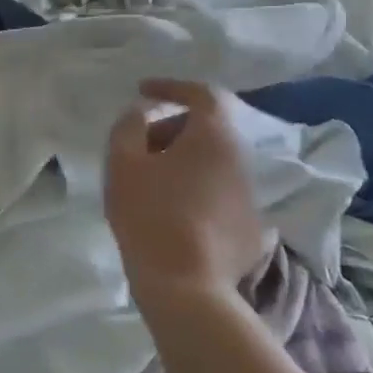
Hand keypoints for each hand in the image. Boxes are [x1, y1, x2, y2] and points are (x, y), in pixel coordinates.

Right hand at [105, 79, 263, 306]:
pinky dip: (195, 190)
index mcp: (213, 136)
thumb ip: (128, 125)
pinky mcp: (250, 227)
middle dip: (171, 129)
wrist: (186, 284)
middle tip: (138, 148)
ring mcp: (250, 195)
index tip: (143, 92)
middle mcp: (240, 159)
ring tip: (150, 183)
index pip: (202, 93)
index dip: (171, 87)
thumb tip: (143, 111)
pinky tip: (171, 214)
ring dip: (183, 161)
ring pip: (214, 163)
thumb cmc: (149, 214)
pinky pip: (219, 193)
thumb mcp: (122, 163)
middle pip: (207, 129)